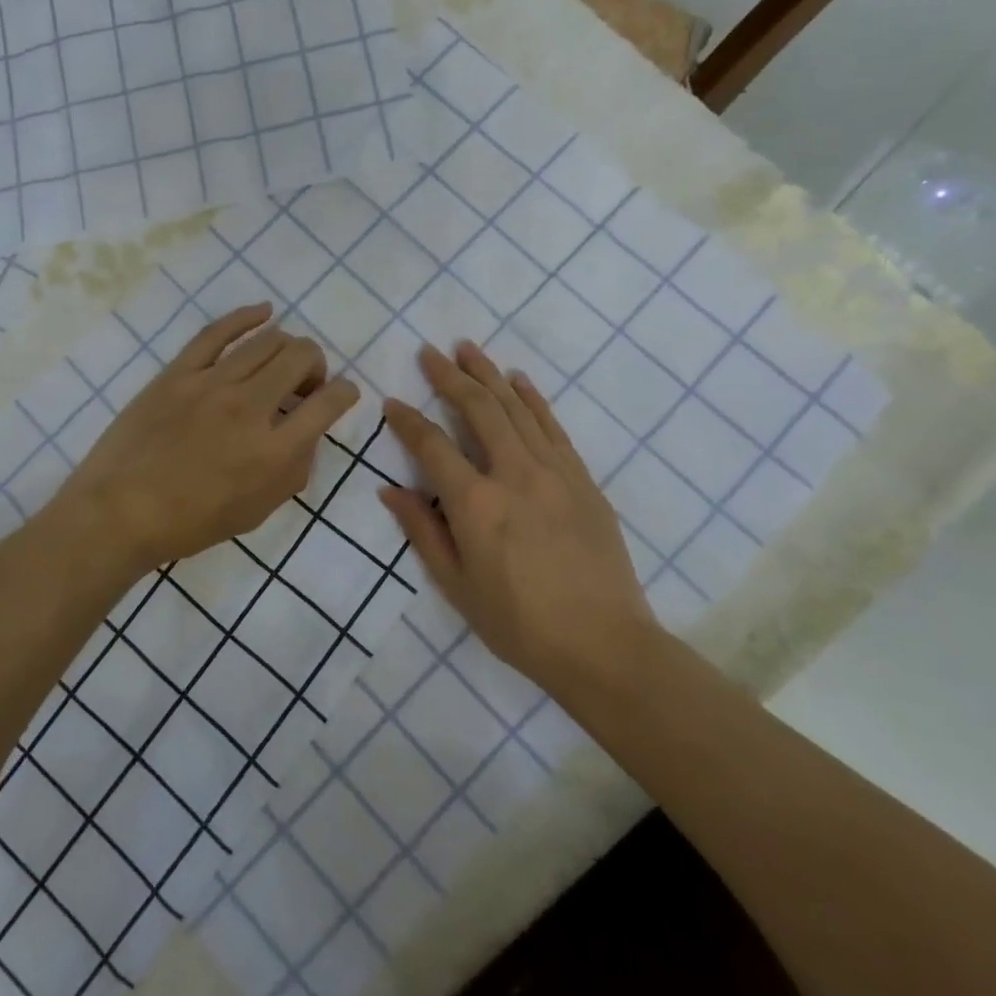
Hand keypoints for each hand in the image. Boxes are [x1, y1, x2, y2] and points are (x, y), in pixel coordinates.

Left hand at [50, 303, 359, 579]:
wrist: (121, 512)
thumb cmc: (191, 522)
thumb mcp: (259, 510)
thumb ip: (294, 469)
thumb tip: (307, 433)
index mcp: (274, 451)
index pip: (329, 403)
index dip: (345, 393)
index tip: (341, 394)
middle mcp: (250, 408)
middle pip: (301, 357)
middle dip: (316, 365)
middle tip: (304, 385)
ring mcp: (212, 384)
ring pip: (267, 340)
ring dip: (287, 346)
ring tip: (281, 361)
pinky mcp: (179, 372)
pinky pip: (218, 332)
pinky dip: (247, 316)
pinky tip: (264, 312)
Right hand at [380, 341, 658, 696]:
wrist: (605, 645)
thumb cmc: (520, 624)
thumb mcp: (457, 586)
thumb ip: (422, 531)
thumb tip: (390, 489)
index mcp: (476, 504)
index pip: (432, 446)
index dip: (408, 421)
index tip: (392, 402)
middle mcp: (513, 474)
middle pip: (478, 409)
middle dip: (450, 377)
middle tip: (430, 352)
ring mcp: (553, 471)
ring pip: (516, 408)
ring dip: (490, 375)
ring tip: (468, 350)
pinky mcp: (582, 478)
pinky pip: (552, 426)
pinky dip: (533, 399)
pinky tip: (519, 381)